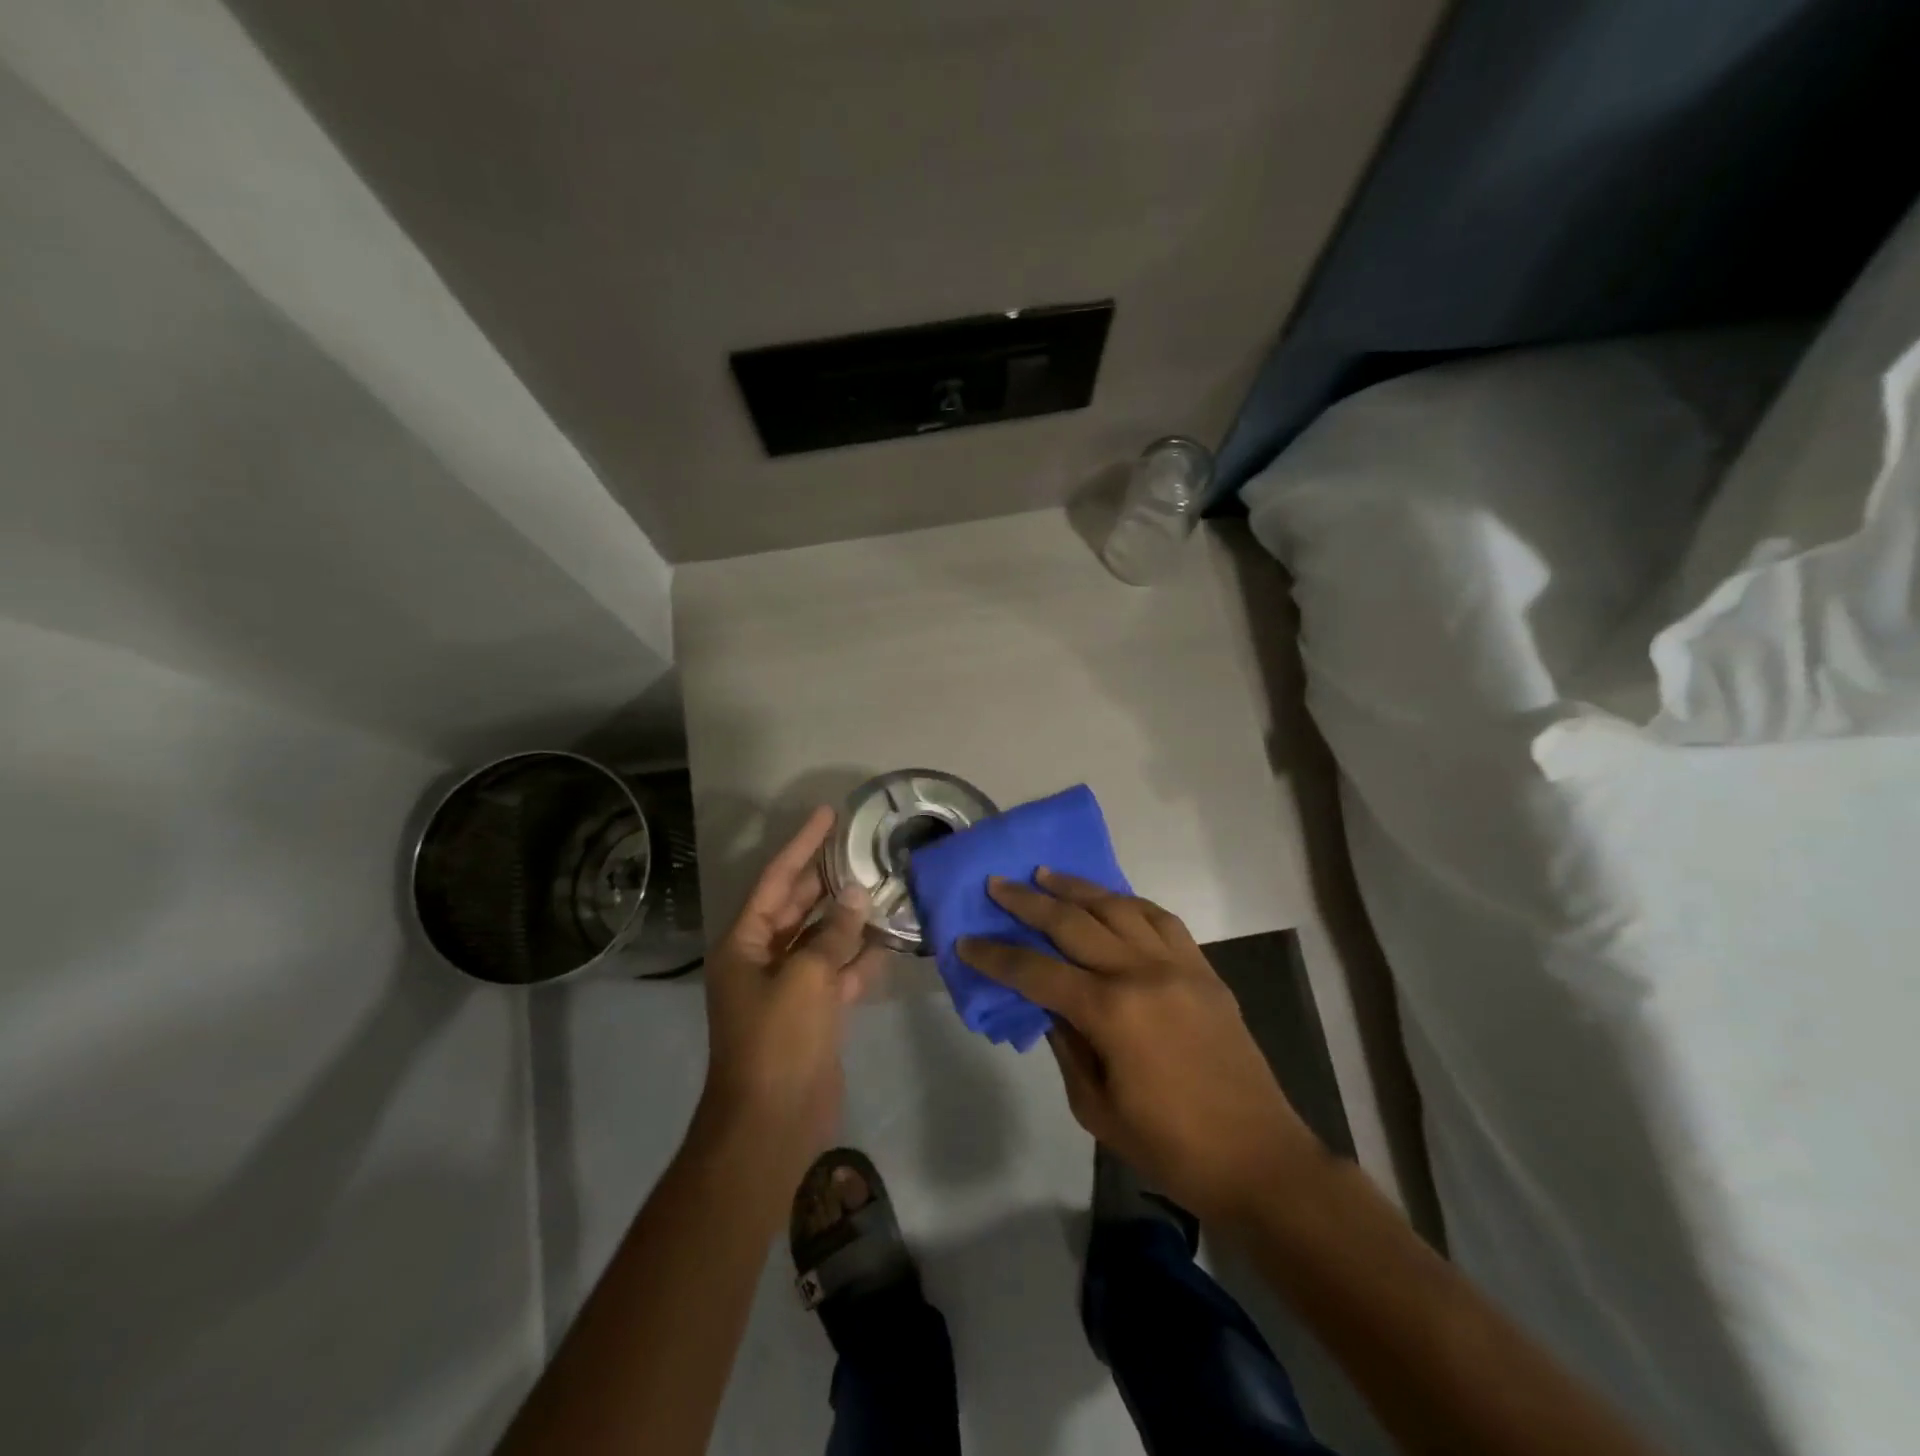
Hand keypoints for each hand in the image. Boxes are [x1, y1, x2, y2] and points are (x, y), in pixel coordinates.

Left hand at [696, 807, 884, 1181]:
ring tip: (881, 886)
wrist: (773, 1122)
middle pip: (797, 906)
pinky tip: (887, 942)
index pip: (776, 880)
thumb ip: (834, 933)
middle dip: (827, 879)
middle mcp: (762, 959)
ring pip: (821, 939)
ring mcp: (788, 987)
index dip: (802, 845)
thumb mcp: (806, 977)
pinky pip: (836, 973)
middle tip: (859, 846)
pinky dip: (858, 960)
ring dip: (848, 919)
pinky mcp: (812, 1013)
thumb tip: (857, 896)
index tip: (828, 814)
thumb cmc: (779, 1041)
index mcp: (745, 944)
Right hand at [958, 869, 1320, 1225]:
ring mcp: (1177, 964)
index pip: (1037, 972)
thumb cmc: (1170, 1147)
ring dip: (1077, 887)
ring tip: (1046, 874)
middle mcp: (1141, 973)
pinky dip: (1129, 901)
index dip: (996, 956)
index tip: (966, 940)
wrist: (1258, 1157)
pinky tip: (1110, 898)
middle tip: (998, 884)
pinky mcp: (1203, 968)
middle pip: (1074, 923)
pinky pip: (1161, 918)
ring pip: (1118, 907)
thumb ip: (1066, 1046)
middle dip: (1028, 902)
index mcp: (1110, 1013)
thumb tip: (1048, 1005)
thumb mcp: (1096, 1108)